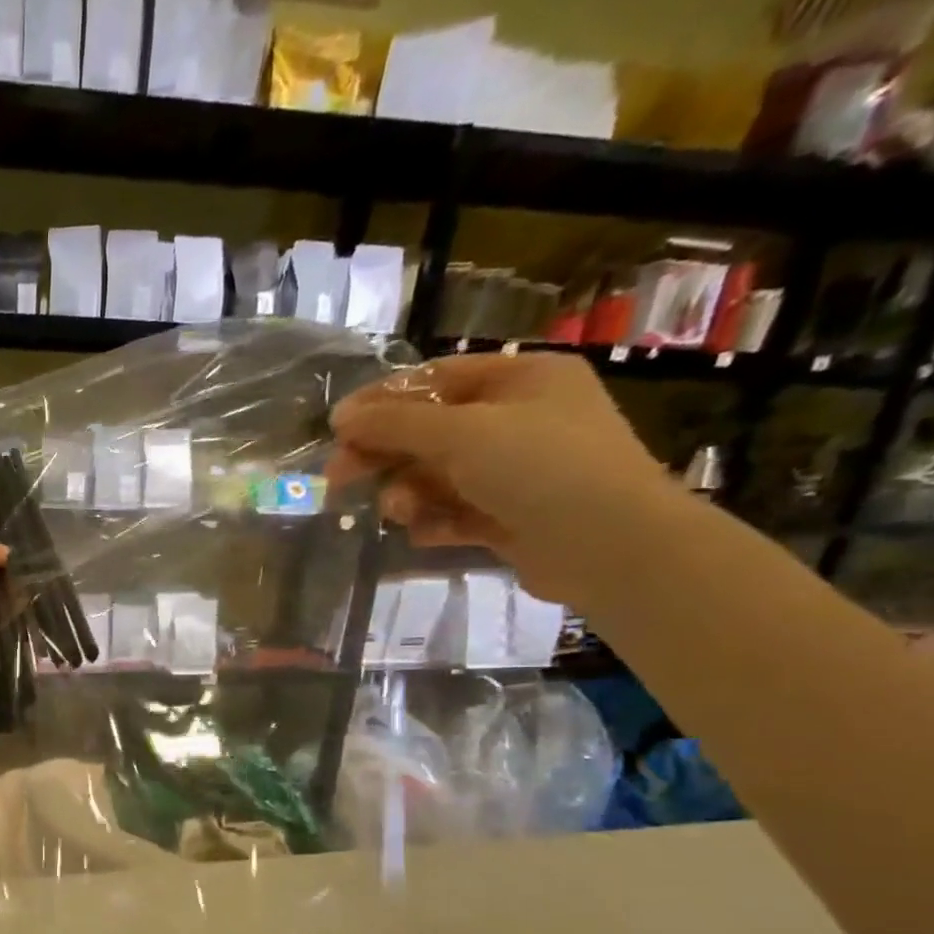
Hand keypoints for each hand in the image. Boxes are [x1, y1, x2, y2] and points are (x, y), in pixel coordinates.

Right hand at [324, 352, 679, 601]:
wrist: (606, 544)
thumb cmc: (538, 467)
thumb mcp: (460, 433)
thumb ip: (395, 424)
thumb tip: (342, 416)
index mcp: (521, 380)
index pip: (435, 379)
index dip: (382, 401)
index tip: (336, 428)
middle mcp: (519, 419)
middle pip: (430, 431)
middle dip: (385, 454)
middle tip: (338, 477)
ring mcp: (515, 471)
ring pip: (437, 476)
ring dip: (408, 494)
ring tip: (400, 512)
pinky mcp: (509, 516)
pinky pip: (454, 512)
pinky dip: (434, 521)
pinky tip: (425, 533)